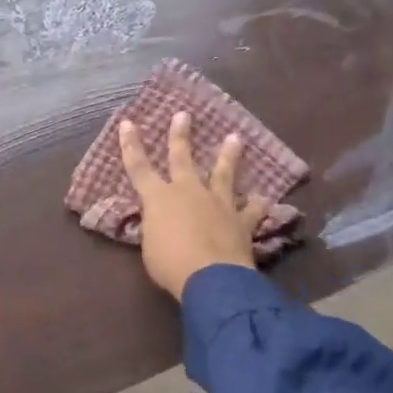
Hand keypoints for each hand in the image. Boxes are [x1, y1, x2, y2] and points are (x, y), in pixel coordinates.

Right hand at [119, 112, 273, 299]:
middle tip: (184, 115)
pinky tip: (264, 198)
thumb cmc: (170, 264)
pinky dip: (258, 204)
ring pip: (223, 174)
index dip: (131, 145)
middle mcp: (188, 192)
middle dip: (180, 136)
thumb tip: (161, 222)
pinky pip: (252, 210)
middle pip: (182, 158)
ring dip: (228, 156)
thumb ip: (155, 227)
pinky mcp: (241, 221)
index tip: (128, 122)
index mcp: (158, 198)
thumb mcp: (150, 245)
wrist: (212, 278)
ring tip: (235, 138)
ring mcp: (218, 204)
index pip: (138, 167)